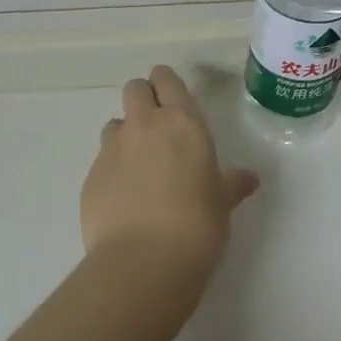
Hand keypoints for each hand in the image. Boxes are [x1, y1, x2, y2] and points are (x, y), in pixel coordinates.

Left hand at [82, 66, 260, 285]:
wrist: (144, 261)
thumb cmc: (197, 224)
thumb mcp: (222, 202)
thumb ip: (232, 183)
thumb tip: (250, 179)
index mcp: (182, 121)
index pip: (166, 79)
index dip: (166, 84)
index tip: (172, 99)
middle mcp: (144, 125)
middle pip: (134, 89)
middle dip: (143, 99)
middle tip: (157, 127)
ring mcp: (112, 149)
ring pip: (114, 123)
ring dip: (125, 135)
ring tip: (139, 166)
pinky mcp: (91, 177)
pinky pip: (101, 160)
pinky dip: (112, 170)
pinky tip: (124, 198)